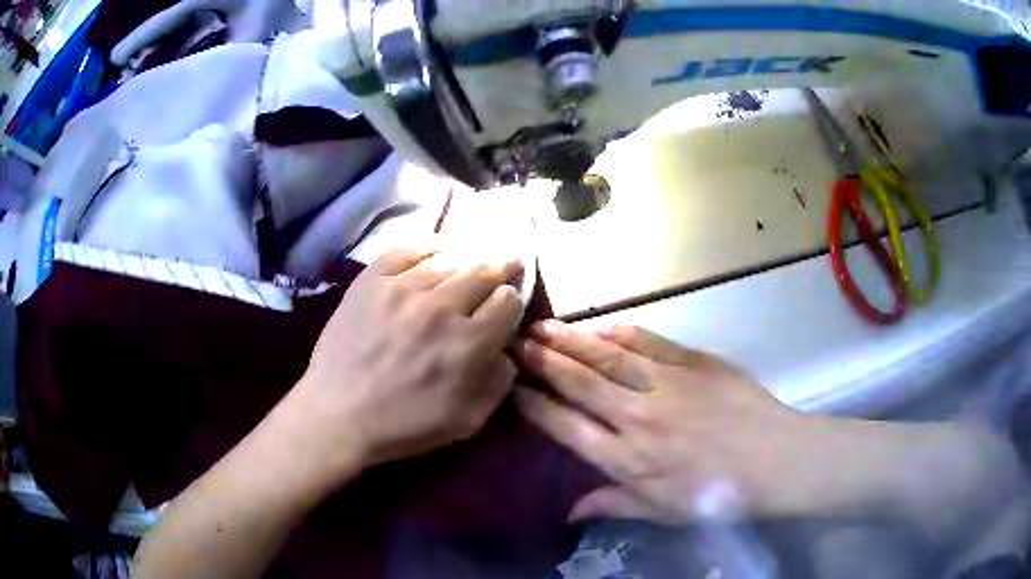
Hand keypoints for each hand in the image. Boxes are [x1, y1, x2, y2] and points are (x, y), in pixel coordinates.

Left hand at [289, 249, 524, 488]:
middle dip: (501, 267)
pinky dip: (428, 247)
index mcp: (468, 344)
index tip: (507, 304)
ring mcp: (402, 289)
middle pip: (484, 271)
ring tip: (468, 263)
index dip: (513, 301)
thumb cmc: (405, 425)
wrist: (339, 414)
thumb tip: (507, 349)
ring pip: (449, 259)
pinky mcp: (371, 280)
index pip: (508, 301)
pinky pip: (407, 250)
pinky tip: (436, 252)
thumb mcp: (468, 421)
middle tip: (507, 262)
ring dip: (465, 262)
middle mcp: (440, 308)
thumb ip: (499, 382)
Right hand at [513, 321, 806, 524]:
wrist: (774, 460)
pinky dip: (620, 332)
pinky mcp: (693, 363)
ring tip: (542, 327)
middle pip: (580, 383)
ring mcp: (667, 385)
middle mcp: (638, 418)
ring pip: (608, 356)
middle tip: (514, 343)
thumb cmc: (717, 494)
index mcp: (627, 460)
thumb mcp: (662, 513)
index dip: (535, 405)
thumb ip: (612, 506)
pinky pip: (649, 342)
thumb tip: (567, 514)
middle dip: (543, 362)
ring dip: (572, 341)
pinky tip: (601, 326)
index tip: (511, 388)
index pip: (566, 427)